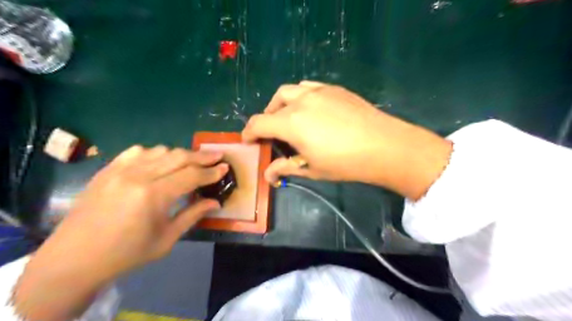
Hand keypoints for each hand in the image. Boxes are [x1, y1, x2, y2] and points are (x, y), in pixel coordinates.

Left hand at [13, 145, 227, 320]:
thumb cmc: (126, 254)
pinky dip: (155, 153)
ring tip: (192, 161)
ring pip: (160, 151)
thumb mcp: (166, 239)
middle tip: (217, 156)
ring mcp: (120, 170)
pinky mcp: (107, 169)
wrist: (74, 259)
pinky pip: (138, 151)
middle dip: (202, 156)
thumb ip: (193, 215)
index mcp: (153, 196)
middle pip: (179, 157)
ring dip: (181, 154)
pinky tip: (161, 162)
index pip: (192, 175)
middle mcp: (137, 176)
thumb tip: (216, 202)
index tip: (225, 167)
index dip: (211, 172)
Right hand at [241, 80, 451, 196]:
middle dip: (266, 119)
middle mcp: (301, 101)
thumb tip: (267, 176)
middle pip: (272, 106)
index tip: (248, 140)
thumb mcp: (311, 169)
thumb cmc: (345, 162)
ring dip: (281, 104)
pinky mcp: (334, 89)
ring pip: (289, 91)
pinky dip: (300, 96)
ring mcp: (319, 91)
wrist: (384, 146)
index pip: (259, 123)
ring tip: (288, 118)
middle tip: (271, 134)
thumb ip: (285, 168)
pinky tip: (310, 109)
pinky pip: (308, 87)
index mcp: (291, 123)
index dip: (249, 132)